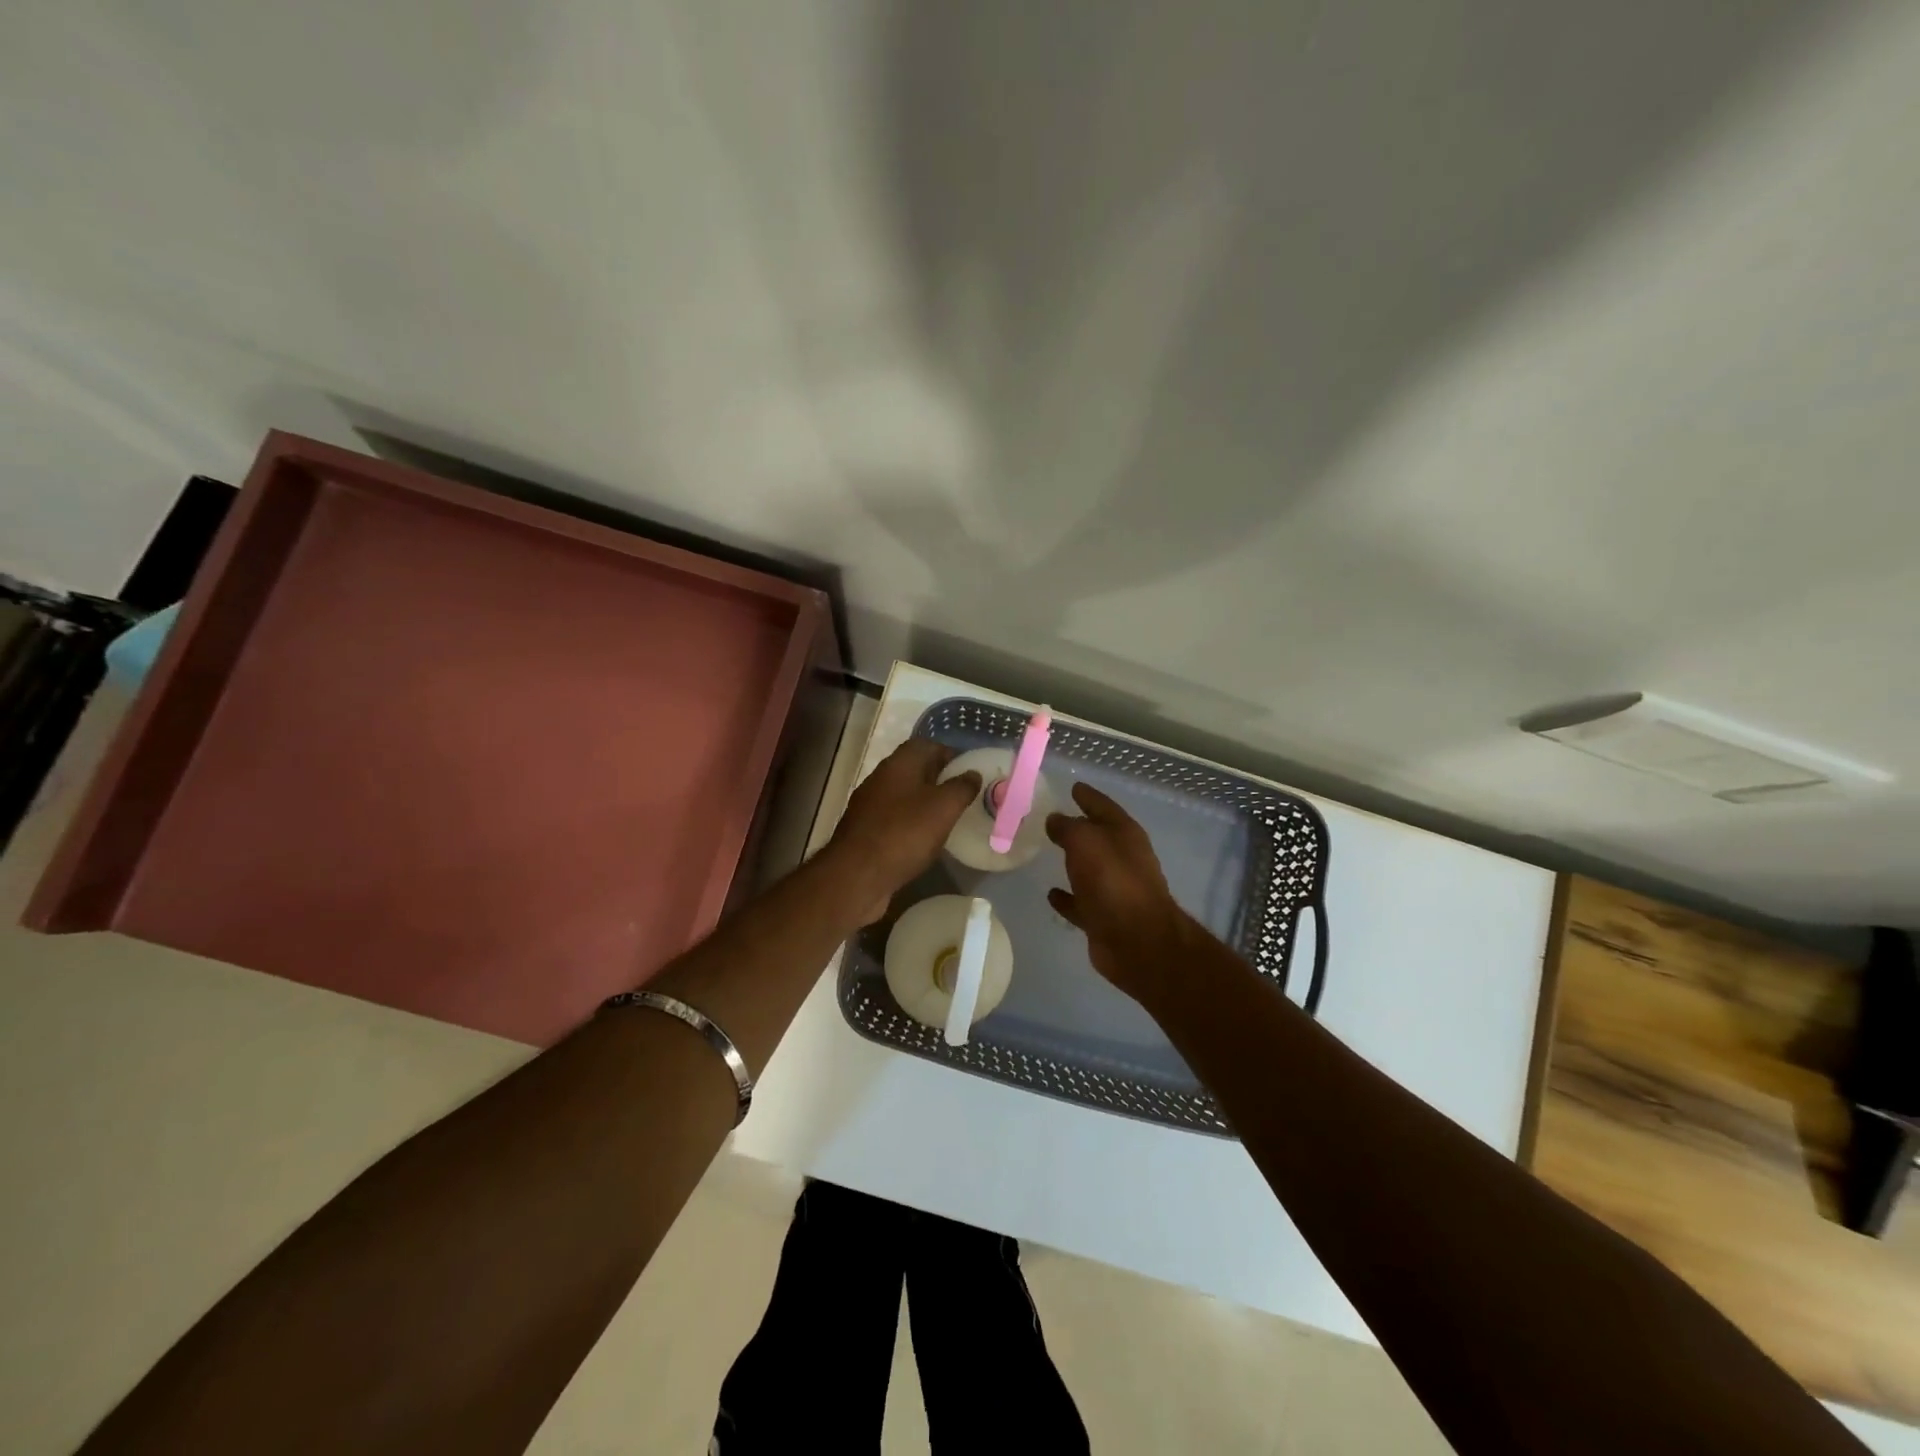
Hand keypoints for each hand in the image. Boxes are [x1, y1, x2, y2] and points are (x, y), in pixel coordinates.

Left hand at [823, 738, 980, 923]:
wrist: (856, 876)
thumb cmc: (904, 833)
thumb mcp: (943, 807)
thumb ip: (961, 787)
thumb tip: (972, 773)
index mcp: (898, 764)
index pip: (926, 745)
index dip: (949, 754)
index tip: (969, 770)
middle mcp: (880, 779)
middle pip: (914, 770)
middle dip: (939, 779)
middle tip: (963, 795)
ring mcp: (869, 806)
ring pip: (903, 796)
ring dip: (924, 802)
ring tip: (948, 818)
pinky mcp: (865, 832)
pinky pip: (894, 819)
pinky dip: (911, 824)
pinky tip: (924, 840)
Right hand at [1046, 782, 1200, 1006]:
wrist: (1136, 940)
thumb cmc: (1112, 881)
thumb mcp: (1085, 841)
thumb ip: (1068, 827)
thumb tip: (1055, 820)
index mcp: (1125, 834)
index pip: (1103, 806)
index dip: (1088, 796)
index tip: (1073, 787)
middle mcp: (1123, 858)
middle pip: (1097, 837)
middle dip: (1078, 827)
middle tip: (1051, 818)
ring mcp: (1115, 889)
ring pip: (1088, 869)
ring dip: (1072, 861)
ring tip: (1047, 851)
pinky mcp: (1104, 917)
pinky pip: (1080, 901)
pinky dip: (1067, 897)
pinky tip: (1050, 893)